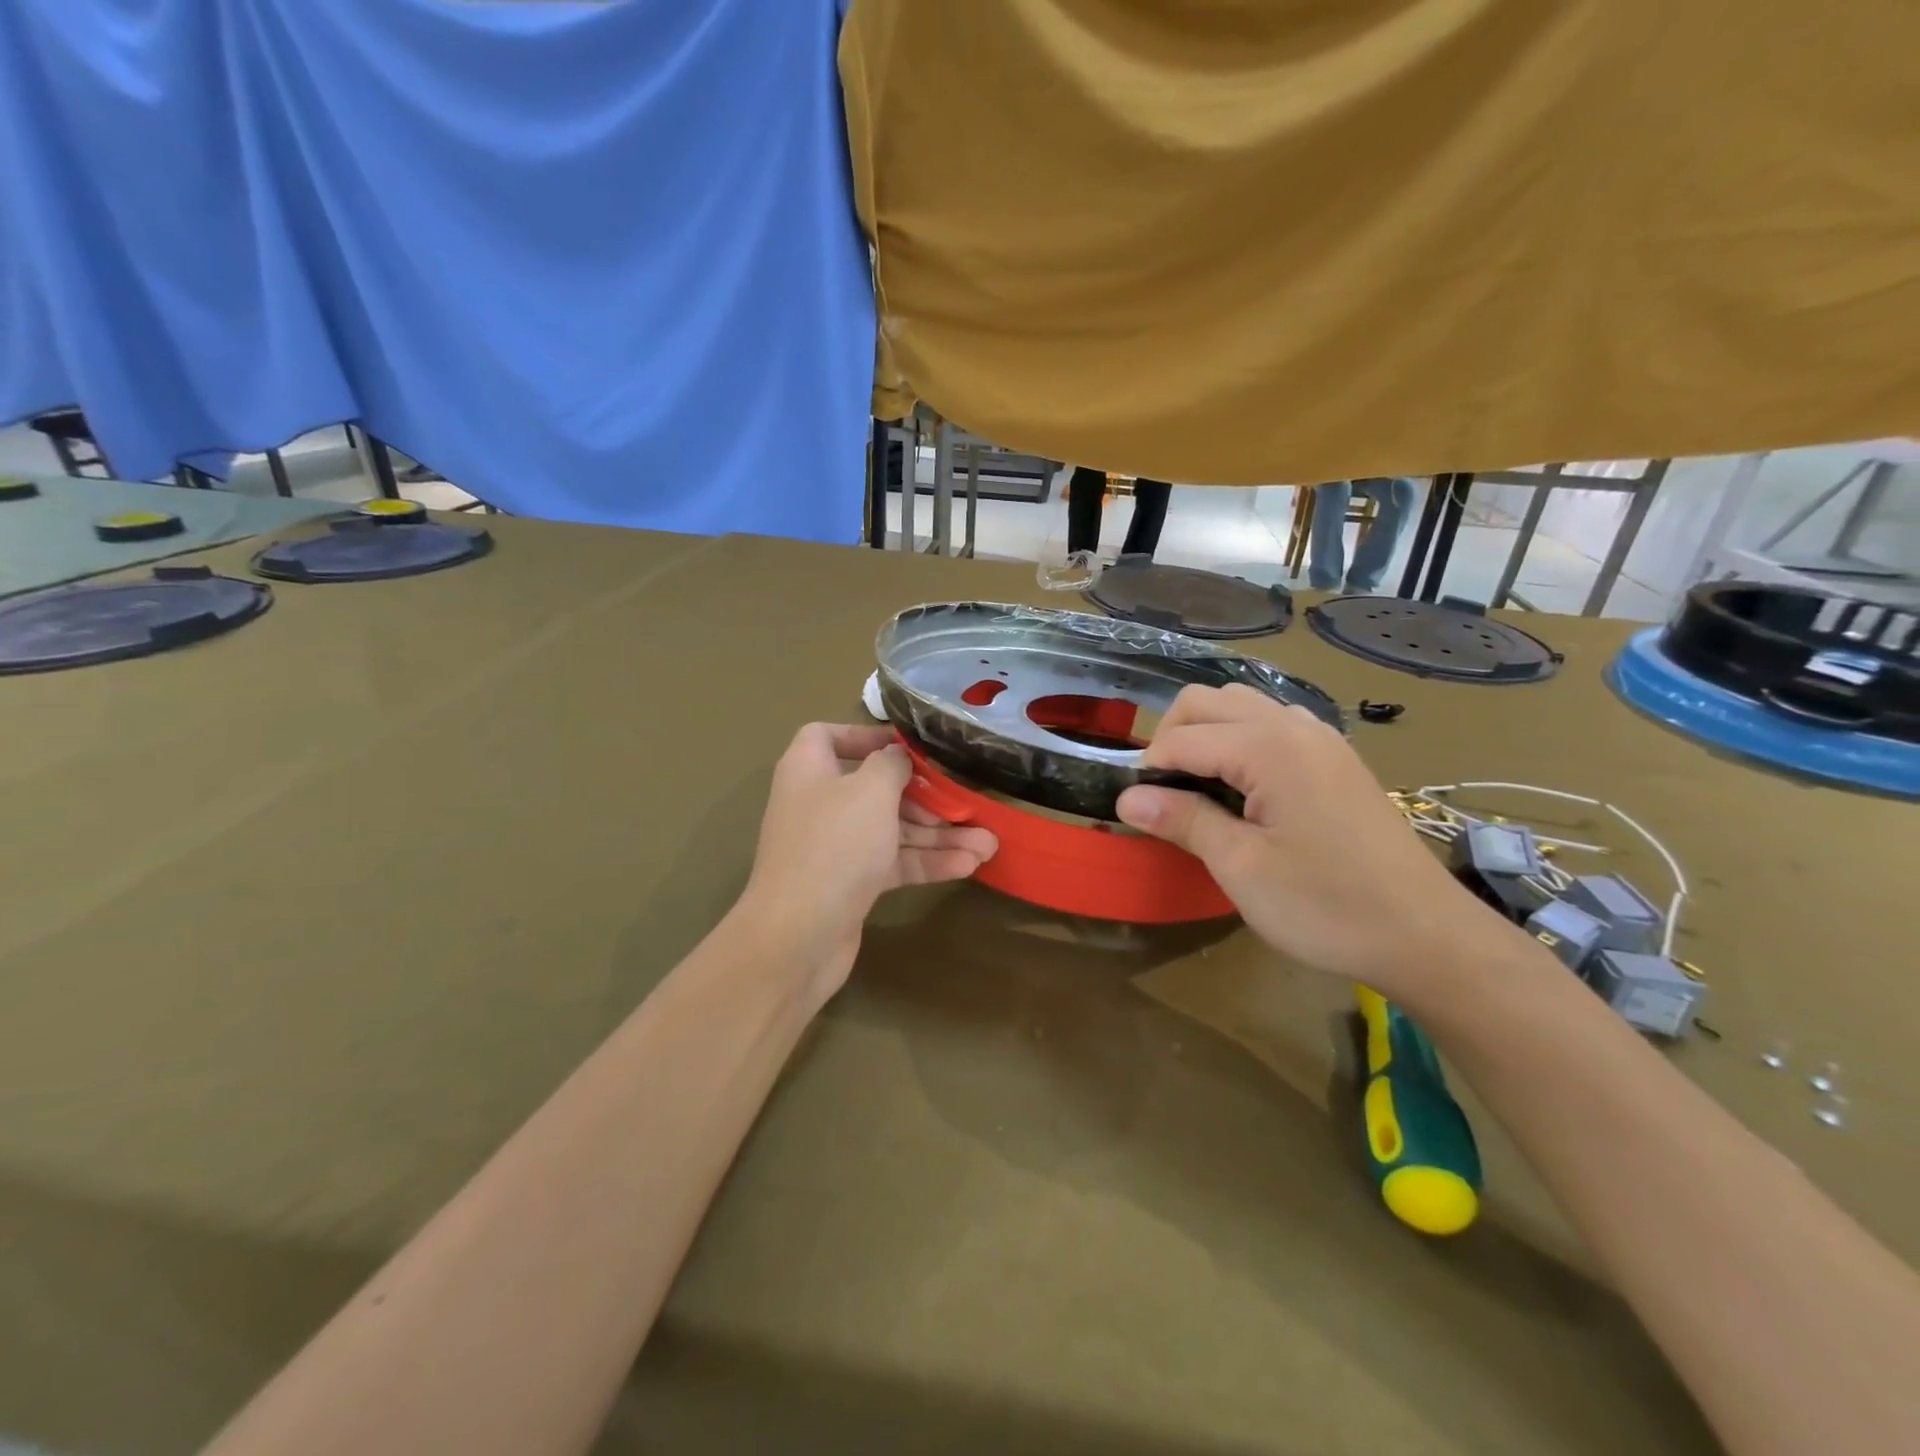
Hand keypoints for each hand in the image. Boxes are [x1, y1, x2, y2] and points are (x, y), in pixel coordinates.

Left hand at [739, 724, 997, 995]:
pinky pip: (892, 863)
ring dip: (938, 835)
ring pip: (891, 830)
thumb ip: (891, 765)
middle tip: (966, 802)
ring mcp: (835, 847)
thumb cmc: (835, 845)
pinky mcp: (850, 884)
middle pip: (875, 788)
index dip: (866, 735)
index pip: (828, 735)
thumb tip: (897, 756)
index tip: (907, 746)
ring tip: (987, 843)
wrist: (799, 936)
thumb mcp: (871, 791)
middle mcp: (819, 804)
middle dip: (925, 797)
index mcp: (809, 770)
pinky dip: (926, 862)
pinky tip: (968, 865)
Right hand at [1116, 686, 1492, 992]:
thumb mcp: (1241, 867)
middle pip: (1209, 701)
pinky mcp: (1336, 759)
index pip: (1183, 737)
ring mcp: (1321, 739)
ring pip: (1242, 706)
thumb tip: (1127, 797)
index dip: (1148, 770)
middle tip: (1163, 795)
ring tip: (1199, 790)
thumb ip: (1183, 820)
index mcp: (1269, 747)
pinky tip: (1244, 789)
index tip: (1134, 809)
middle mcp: (1295, 726)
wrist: (1426, 936)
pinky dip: (1242, 742)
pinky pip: (1273, 726)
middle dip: (1173, 737)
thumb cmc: (1326, 905)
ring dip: (1208, 735)